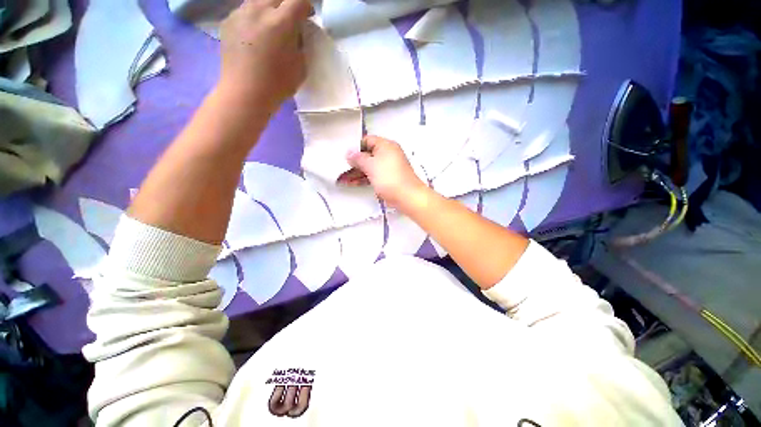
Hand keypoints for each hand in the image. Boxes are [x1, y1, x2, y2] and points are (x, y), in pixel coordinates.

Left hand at [218, 0, 312, 111]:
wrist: (245, 92)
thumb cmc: (278, 84)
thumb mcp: (300, 66)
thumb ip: (300, 44)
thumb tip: (296, 33)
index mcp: (281, 22)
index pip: (298, 0)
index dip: (306, 6)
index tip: (308, 16)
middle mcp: (259, 10)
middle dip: (286, 4)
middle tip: (290, 19)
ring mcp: (240, 13)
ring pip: (258, 0)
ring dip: (268, 8)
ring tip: (270, 25)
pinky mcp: (228, 21)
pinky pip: (244, 11)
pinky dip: (253, 17)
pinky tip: (254, 34)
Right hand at [339, 136, 429, 211]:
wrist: (407, 197)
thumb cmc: (389, 178)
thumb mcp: (371, 165)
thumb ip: (358, 158)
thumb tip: (349, 153)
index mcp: (386, 146)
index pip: (367, 140)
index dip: (355, 147)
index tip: (345, 155)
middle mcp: (388, 154)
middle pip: (367, 155)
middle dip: (353, 162)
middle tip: (340, 168)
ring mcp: (388, 168)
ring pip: (369, 167)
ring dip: (356, 172)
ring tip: (341, 179)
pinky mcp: (387, 179)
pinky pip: (372, 175)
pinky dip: (363, 178)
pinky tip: (351, 183)